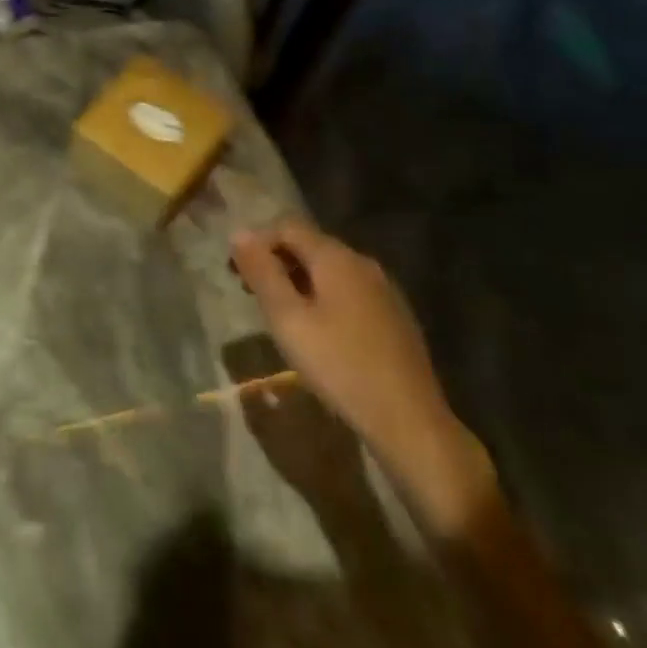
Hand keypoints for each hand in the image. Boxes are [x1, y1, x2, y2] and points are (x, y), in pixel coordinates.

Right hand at [231, 220, 495, 534]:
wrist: (409, 421)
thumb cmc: (339, 366)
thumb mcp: (287, 319)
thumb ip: (262, 272)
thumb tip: (239, 233)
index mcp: (336, 258)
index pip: (287, 226)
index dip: (257, 242)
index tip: (236, 273)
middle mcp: (362, 263)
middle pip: (309, 245)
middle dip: (276, 261)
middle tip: (251, 294)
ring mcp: (383, 289)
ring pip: (329, 269)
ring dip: (298, 280)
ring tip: (279, 314)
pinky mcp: (394, 315)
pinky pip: (348, 290)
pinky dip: (322, 296)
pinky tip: (317, 331)